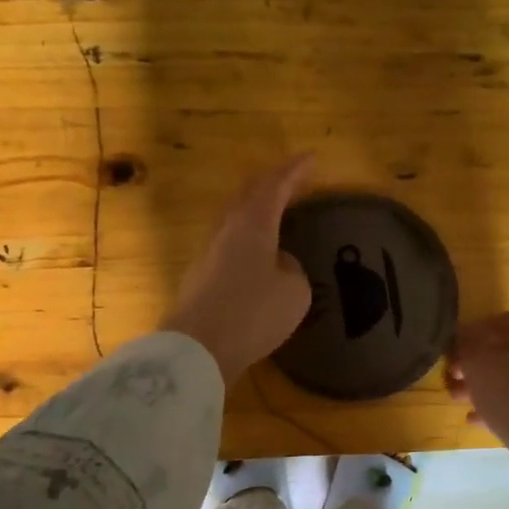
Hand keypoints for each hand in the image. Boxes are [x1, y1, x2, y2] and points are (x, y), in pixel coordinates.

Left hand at [159, 155, 315, 383]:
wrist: (197, 349)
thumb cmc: (254, 313)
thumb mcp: (295, 291)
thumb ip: (292, 269)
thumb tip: (279, 264)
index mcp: (252, 224)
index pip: (274, 186)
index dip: (294, 171)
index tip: (311, 159)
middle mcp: (226, 230)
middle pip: (247, 195)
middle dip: (271, 184)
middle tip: (291, 181)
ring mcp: (208, 253)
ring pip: (233, 218)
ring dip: (255, 210)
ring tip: (274, 212)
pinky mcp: (200, 277)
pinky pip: (228, 244)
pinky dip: (246, 237)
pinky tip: (256, 253)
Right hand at [452, 313, 508, 508]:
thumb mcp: (479, 365)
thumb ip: (466, 346)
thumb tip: (462, 338)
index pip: (501, 321)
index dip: (471, 333)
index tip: (451, 351)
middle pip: (508, 352)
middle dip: (476, 365)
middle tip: (452, 378)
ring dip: (485, 387)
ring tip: (458, 400)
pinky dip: (500, 406)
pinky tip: (476, 420)